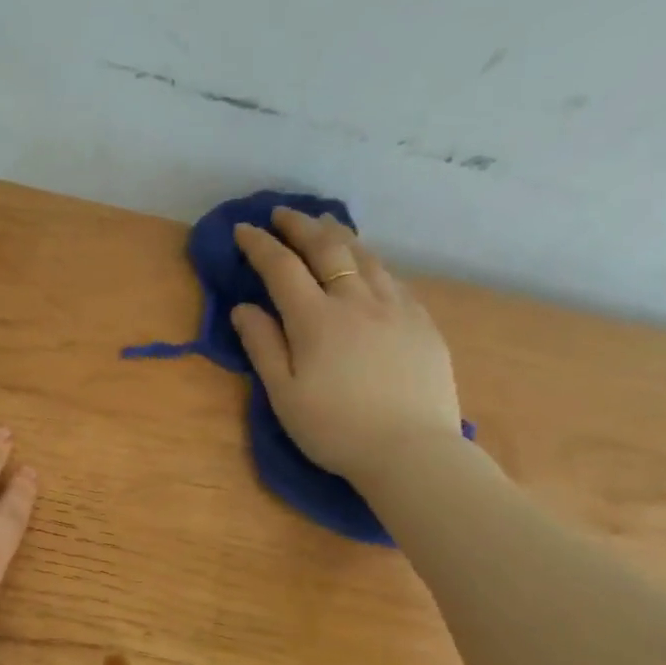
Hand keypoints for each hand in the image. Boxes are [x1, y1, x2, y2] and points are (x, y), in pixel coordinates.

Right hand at [230, 207, 461, 485]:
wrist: (411, 451)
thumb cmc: (335, 430)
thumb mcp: (284, 395)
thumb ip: (263, 346)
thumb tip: (244, 308)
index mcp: (316, 319)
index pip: (282, 268)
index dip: (260, 246)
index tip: (243, 230)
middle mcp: (356, 300)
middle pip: (327, 248)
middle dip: (301, 226)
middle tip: (283, 214)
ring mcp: (395, 307)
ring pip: (365, 256)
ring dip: (338, 235)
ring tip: (323, 226)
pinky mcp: (422, 321)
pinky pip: (391, 277)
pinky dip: (369, 261)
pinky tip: (366, 265)